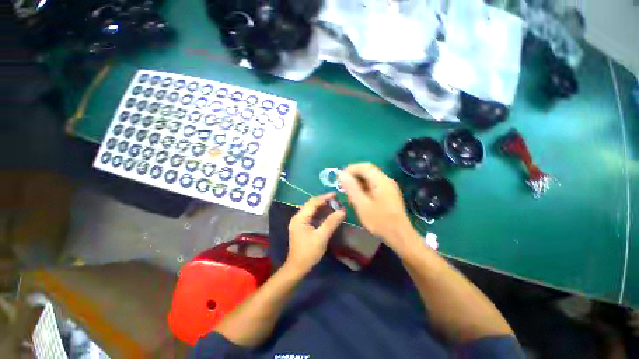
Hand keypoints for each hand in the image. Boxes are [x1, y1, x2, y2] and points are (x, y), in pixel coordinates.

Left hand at [286, 193, 345, 272]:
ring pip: (312, 210)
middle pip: (311, 205)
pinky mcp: (302, 227)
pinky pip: (312, 216)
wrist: (297, 267)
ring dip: (323, 207)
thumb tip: (342, 211)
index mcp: (300, 218)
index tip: (336, 194)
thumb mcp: (321, 237)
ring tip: (334, 205)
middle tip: (337, 200)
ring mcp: (299, 222)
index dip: (324, 197)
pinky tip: (328, 214)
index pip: (313, 202)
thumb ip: (331, 223)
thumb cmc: (308, 252)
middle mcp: (298, 217)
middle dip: (324, 201)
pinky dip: (320, 214)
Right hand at [339, 163, 413, 247]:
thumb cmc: (379, 221)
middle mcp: (386, 180)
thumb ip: (351, 188)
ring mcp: (389, 186)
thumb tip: (342, 174)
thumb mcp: (362, 205)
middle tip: (344, 187)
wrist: (399, 235)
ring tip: (350, 195)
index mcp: (380, 181)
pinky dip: (364, 188)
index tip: (340, 179)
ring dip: (358, 183)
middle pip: (367, 171)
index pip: (364, 166)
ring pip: (370, 178)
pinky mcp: (389, 193)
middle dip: (354, 176)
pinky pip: (374, 185)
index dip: (350, 169)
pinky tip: (360, 198)